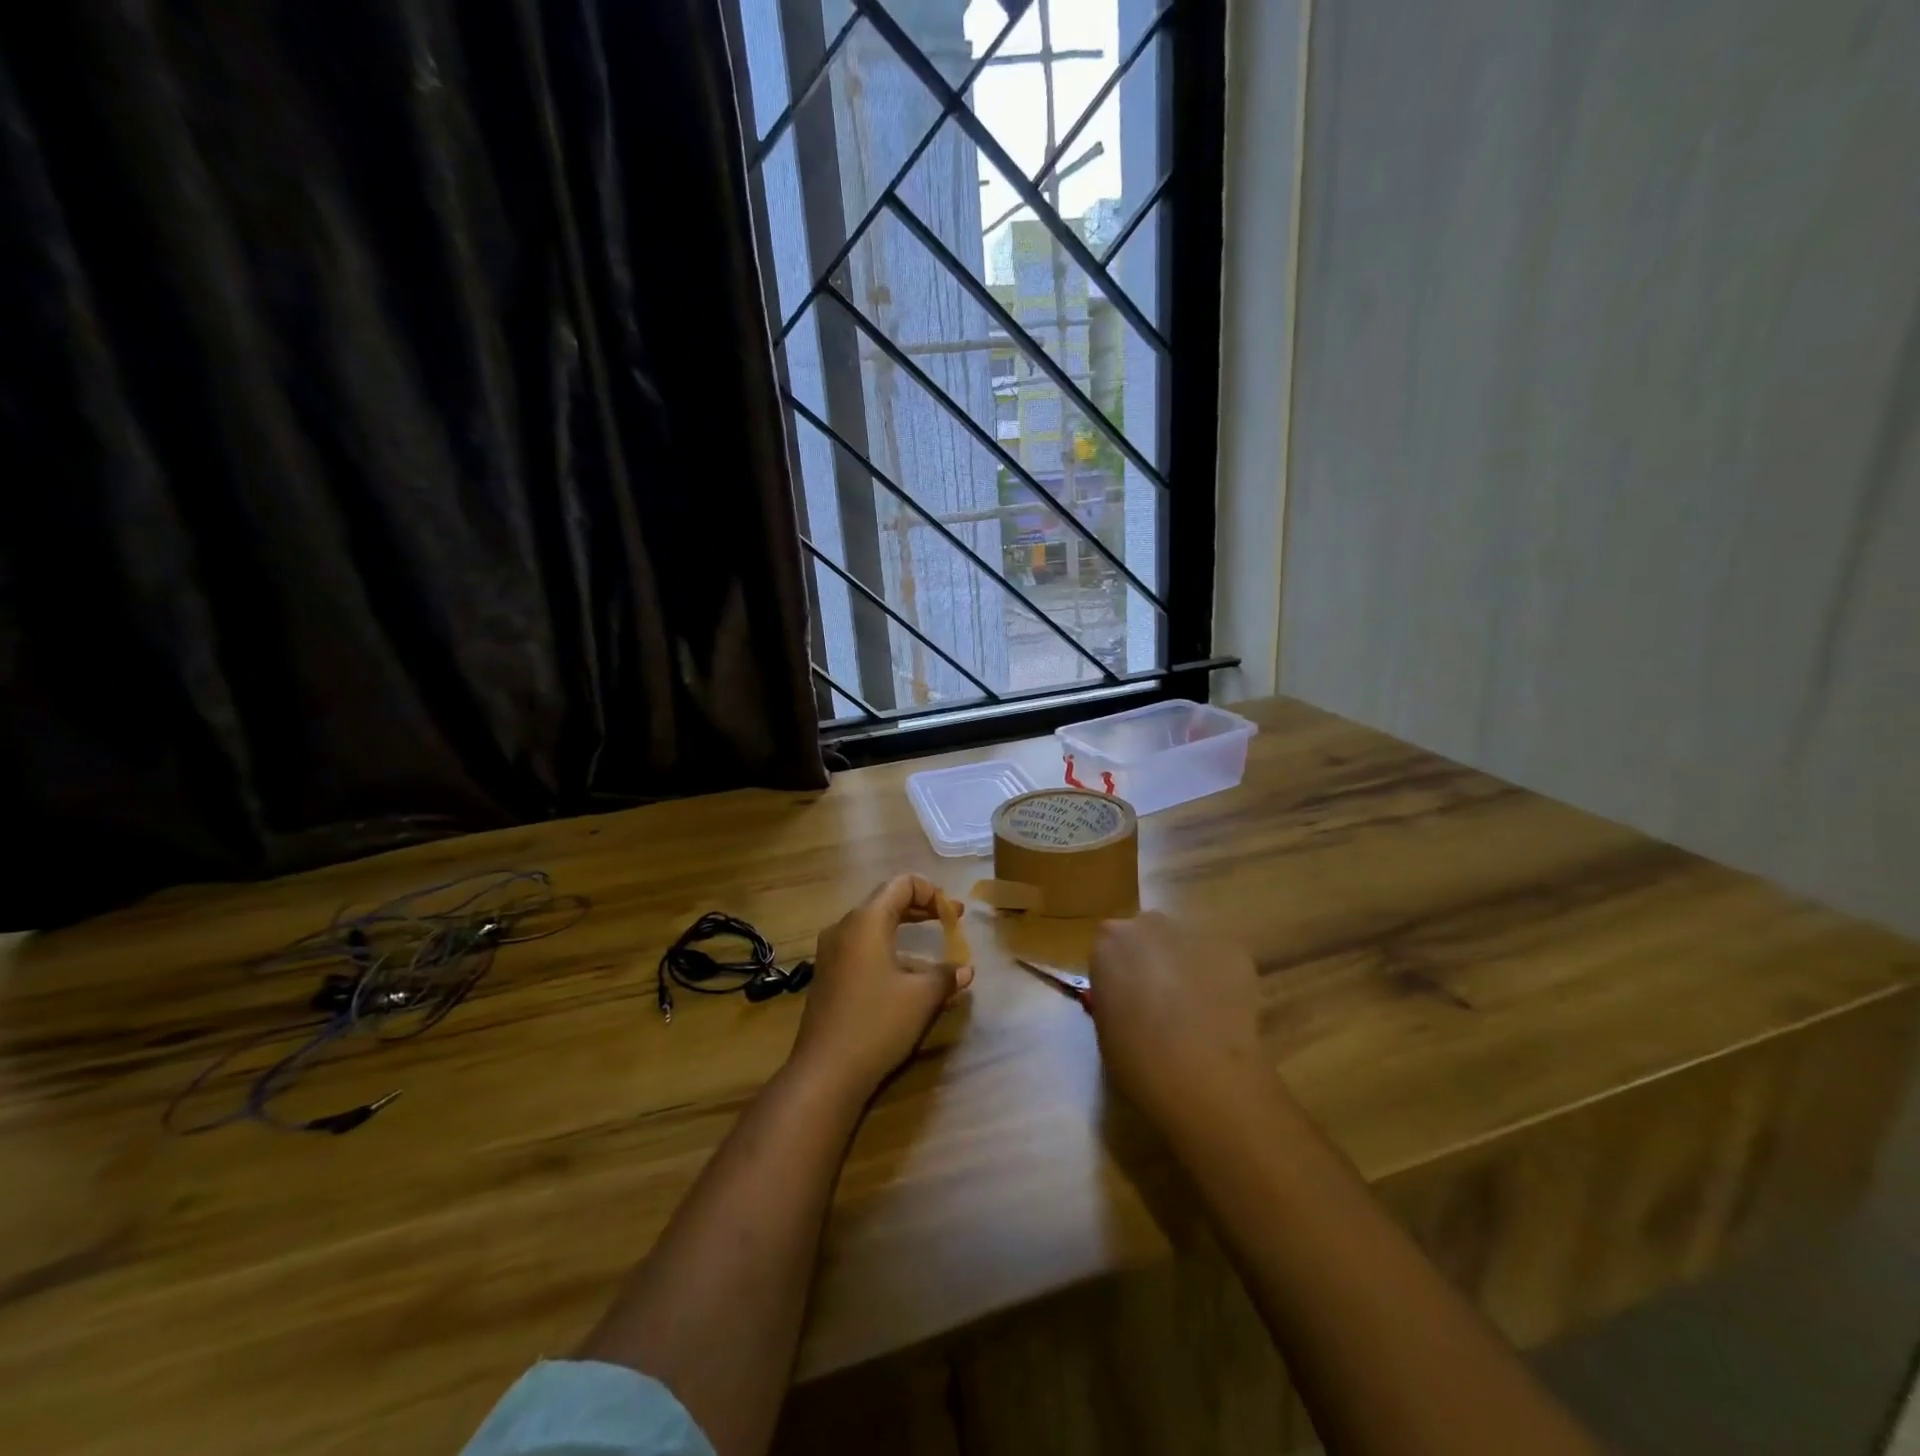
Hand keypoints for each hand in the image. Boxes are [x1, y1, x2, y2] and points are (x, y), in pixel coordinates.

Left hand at [789, 876, 974, 1101]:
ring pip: (874, 929)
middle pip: (886, 902)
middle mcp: (844, 928)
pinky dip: (889, 953)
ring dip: (906, 934)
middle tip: (951, 921)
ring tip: (936, 957)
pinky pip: (863, 950)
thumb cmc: (877, 1023)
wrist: (824, 1073)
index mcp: (866, 921)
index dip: (933, 892)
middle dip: (921, 909)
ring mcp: (831, 953)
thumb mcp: (921, 998)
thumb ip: (946, 976)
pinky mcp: (828, 976)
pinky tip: (909, 982)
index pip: (902, 884)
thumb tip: (966, 971)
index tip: (955, 915)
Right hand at [1088, 912, 1271, 1133]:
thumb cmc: (1137, 1059)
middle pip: (1148, 934)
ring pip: (1186, 945)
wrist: (1202, 1078)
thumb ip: (1114, 994)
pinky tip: (1225, 1015)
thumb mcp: (1105, 1025)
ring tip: (1198, 1010)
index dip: (1119, 970)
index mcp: (1109, 940)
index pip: (1109, 944)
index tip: (1126, 997)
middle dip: (1153, 958)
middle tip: (1161, 1000)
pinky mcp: (1234, 952)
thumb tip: (1129, 995)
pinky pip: (1220, 961)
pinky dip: (1221, 981)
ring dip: (1187, 966)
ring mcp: (1194, 934)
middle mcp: (1150, 925)